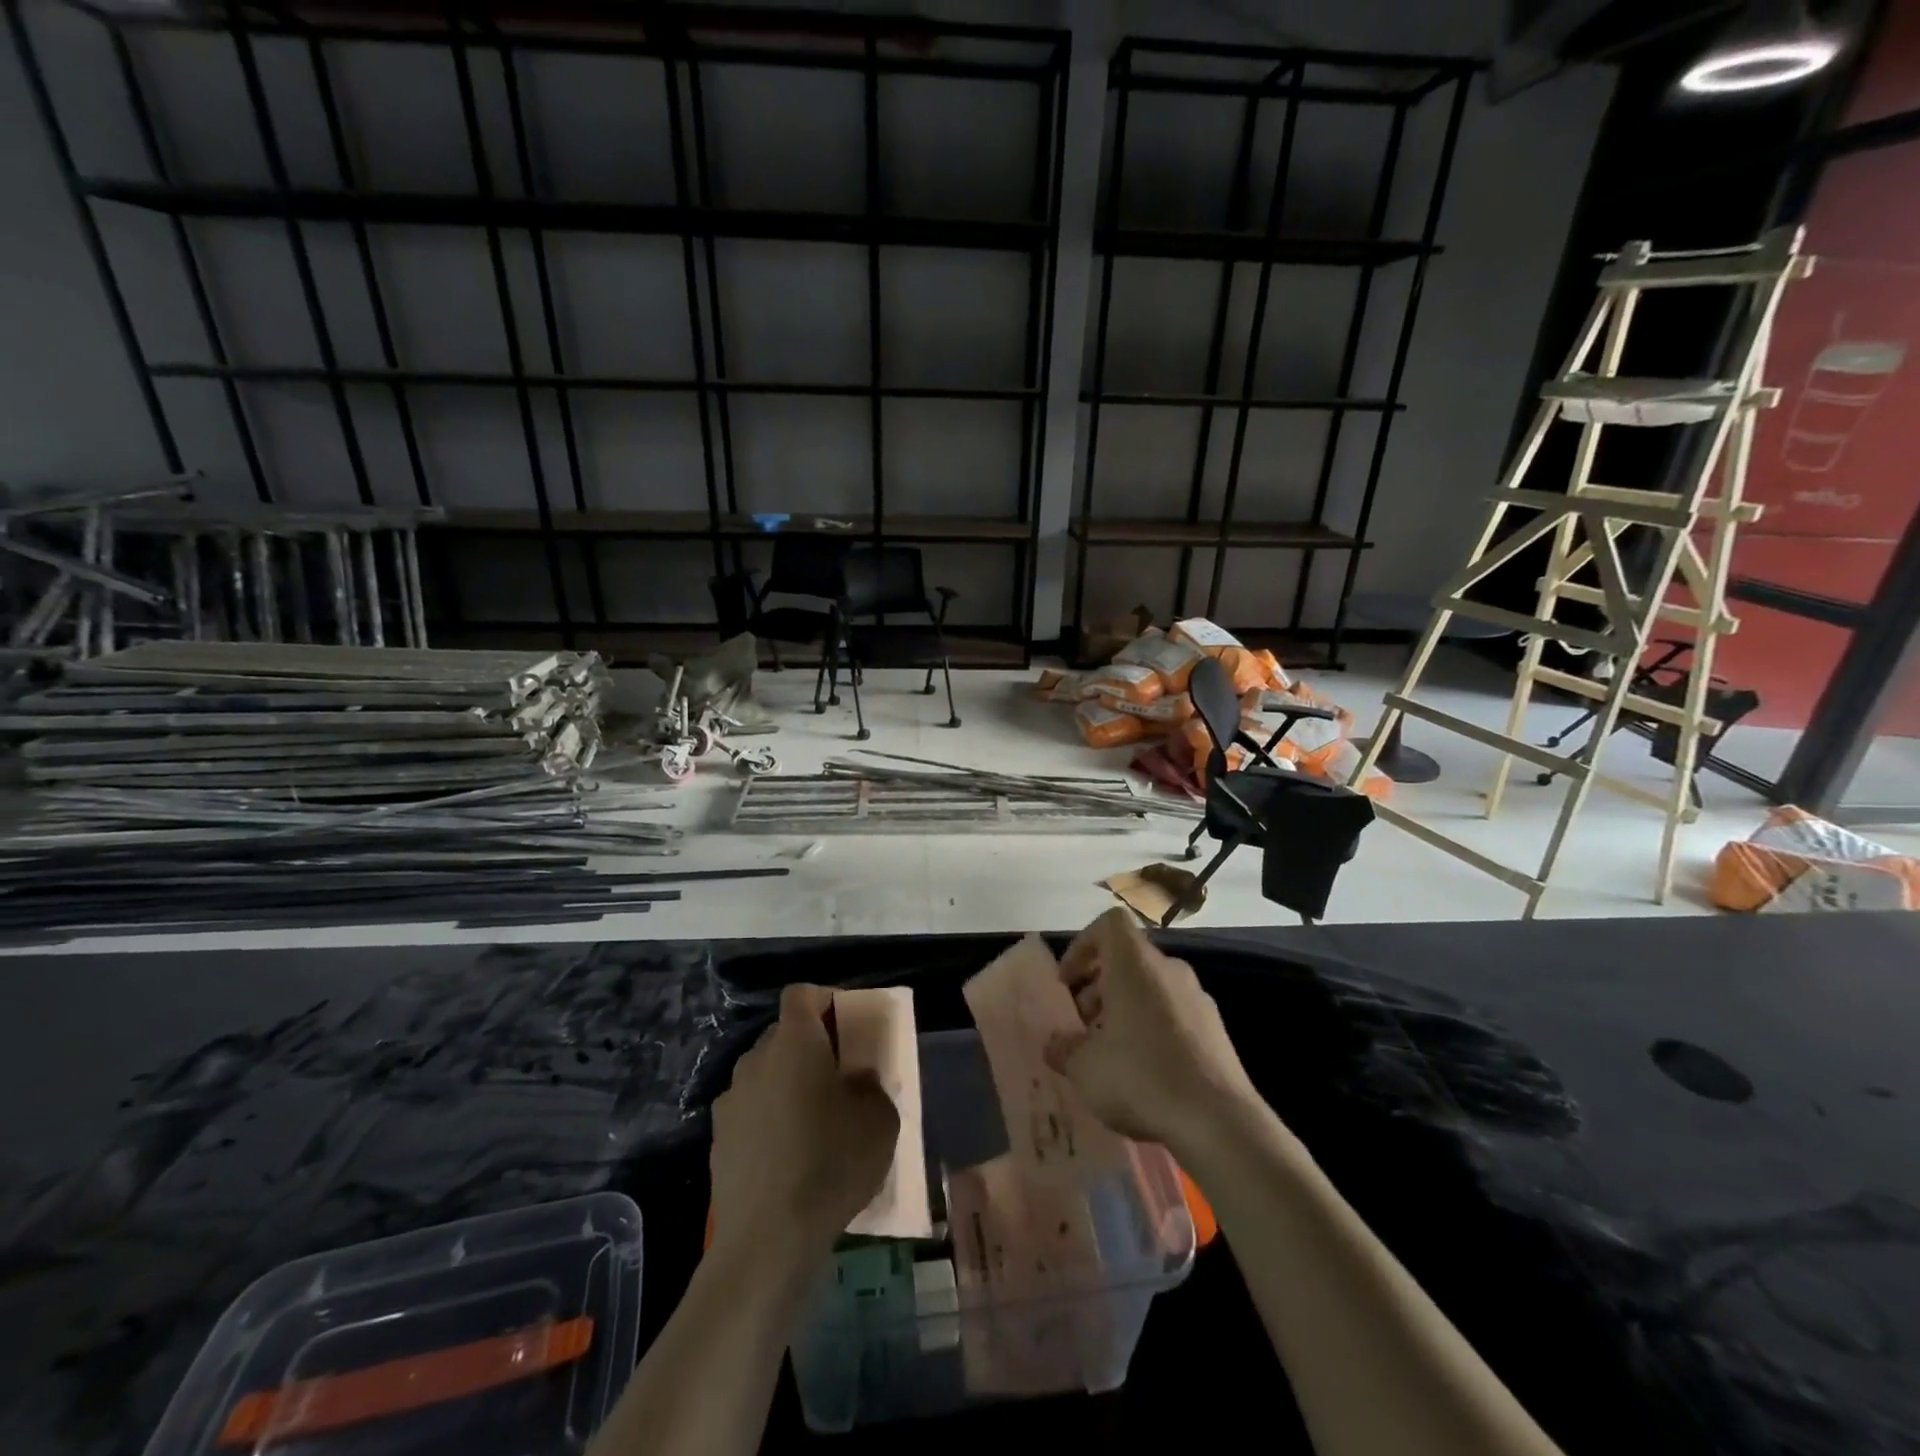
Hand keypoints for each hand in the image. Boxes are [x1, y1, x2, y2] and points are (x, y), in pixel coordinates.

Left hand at [708, 984, 899, 1268]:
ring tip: (813, 1121)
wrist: (766, 1241)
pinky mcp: (717, 1138)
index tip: (846, 1027)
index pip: (802, 994)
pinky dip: (769, 1118)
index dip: (824, 1001)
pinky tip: (787, 1156)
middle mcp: (756, 1059)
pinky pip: (750, 1110)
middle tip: (839, 1077)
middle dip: (810, 1046)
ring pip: (765, 1073)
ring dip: (788, 1083)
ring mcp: (731, 1099)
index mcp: (795, 1042)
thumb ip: (870, 1084)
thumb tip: (855, 1078)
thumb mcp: (879, 1120)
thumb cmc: (831, 1164)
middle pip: (783, 1034)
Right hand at [1045, 908, 1259, 1153]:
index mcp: (1135, 965)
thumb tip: (1055, 1044)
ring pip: (1151, 987)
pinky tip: (1144, 1071)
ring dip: (1124, 1008)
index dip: (1082, 946)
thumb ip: (1063, 1049)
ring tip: (1109, 1052)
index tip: (1068, 982)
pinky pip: (1173, 1013)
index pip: (1109, 924)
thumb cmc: (1141, 1078)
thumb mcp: (1084, 1068)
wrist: (1220, 1122)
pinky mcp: (1216, 1029)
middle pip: (1127, 959)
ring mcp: (1197, 997)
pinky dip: (1152, 1028)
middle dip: (1098, 986)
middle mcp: (1169, 969)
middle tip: (1081, 1024)